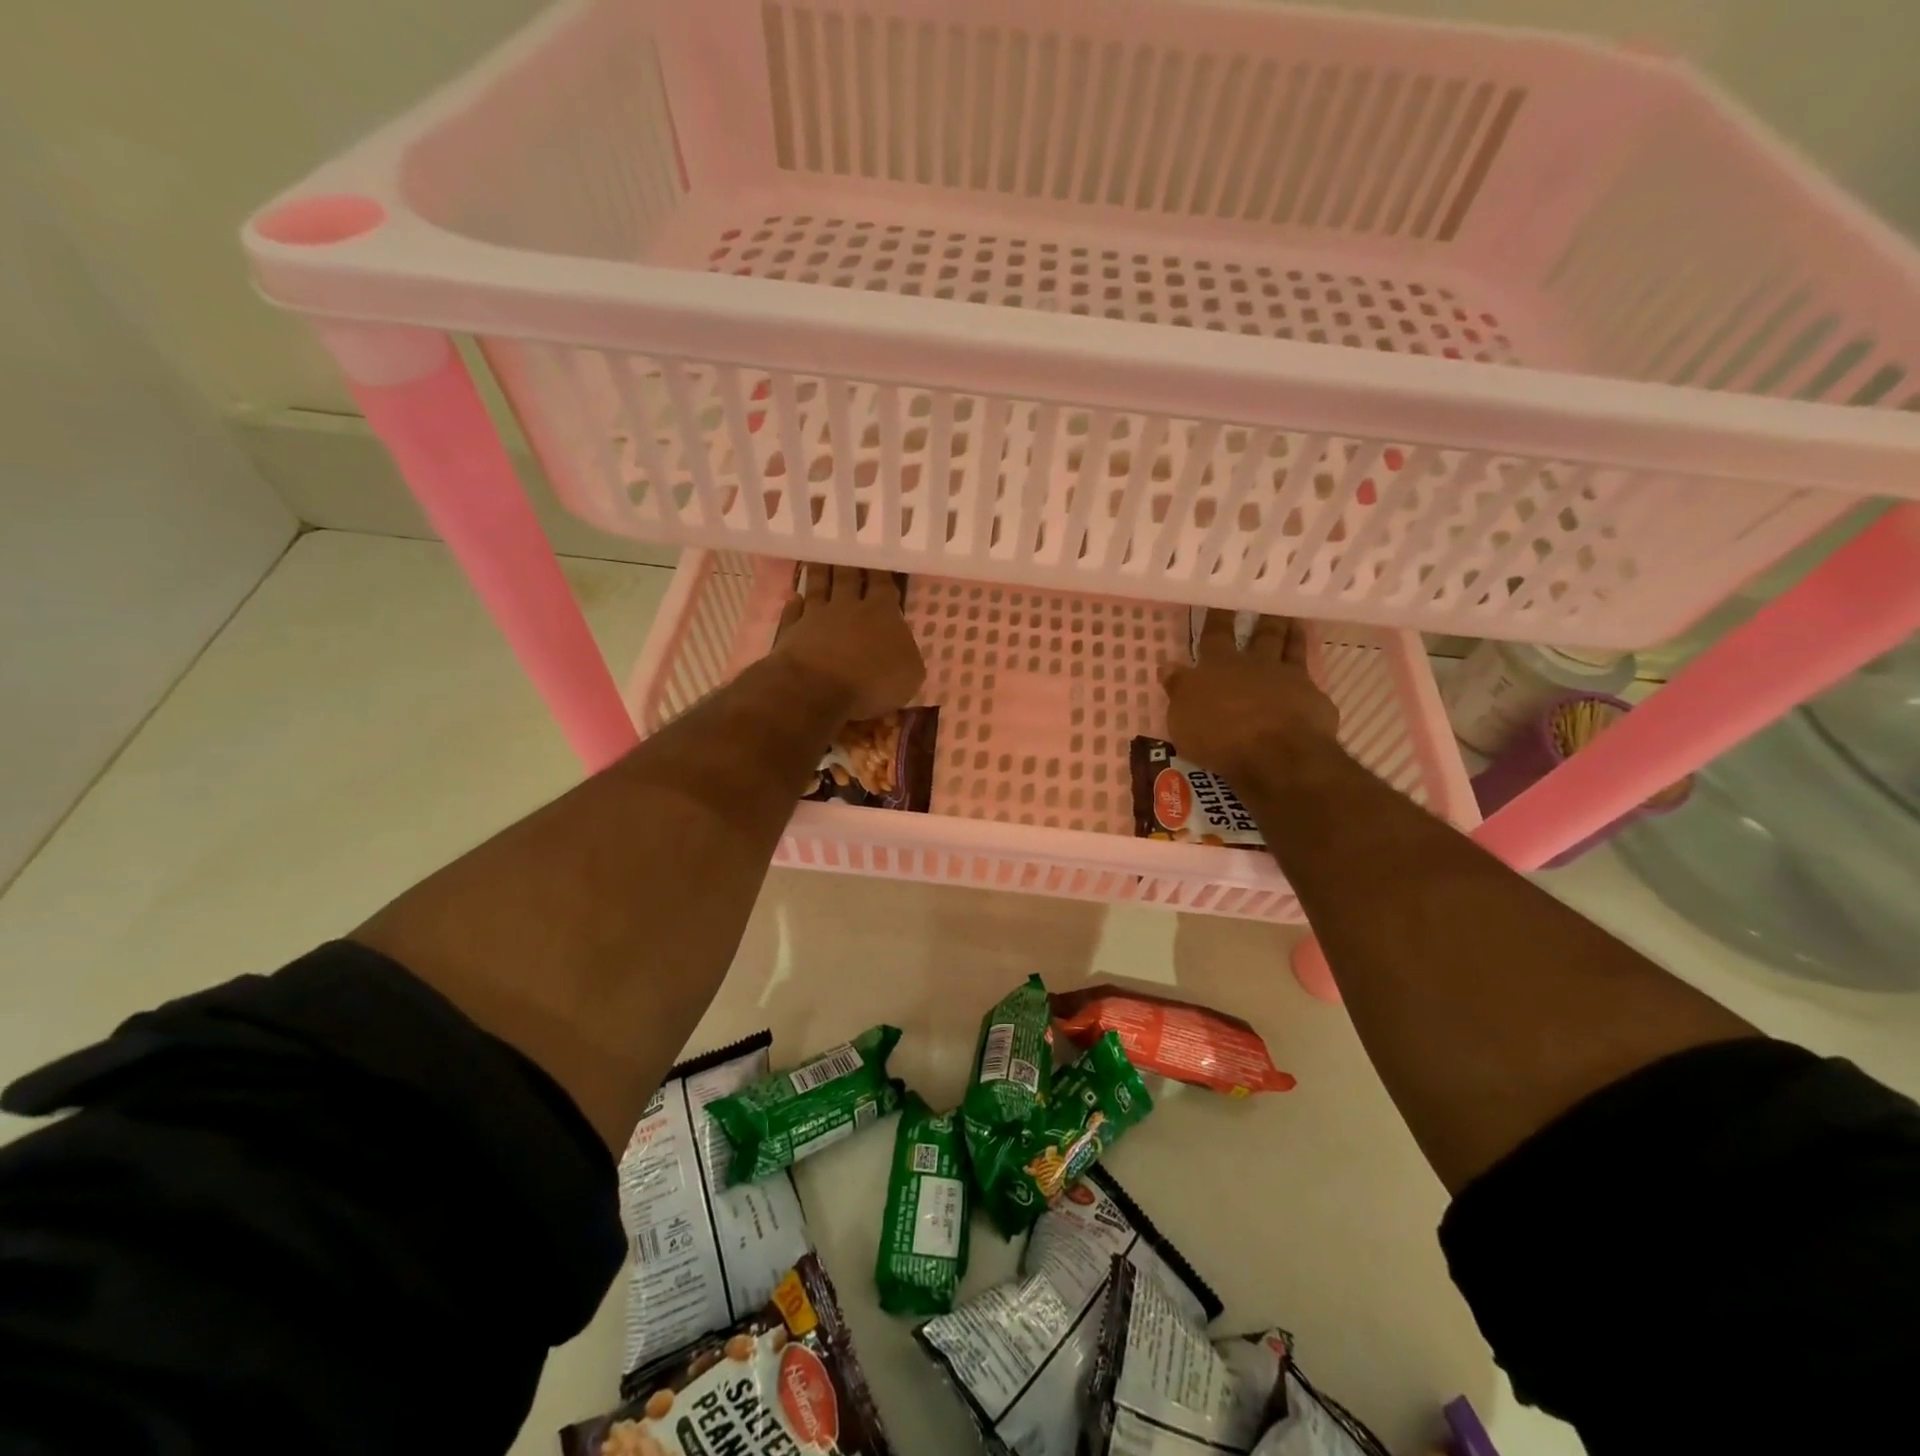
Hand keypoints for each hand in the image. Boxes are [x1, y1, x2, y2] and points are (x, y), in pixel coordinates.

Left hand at [771, 564, 925, 721]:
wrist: (818, 691)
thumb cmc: (873, 684)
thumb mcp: (910, 675)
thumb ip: (907, 653)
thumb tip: (901, 645)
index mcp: (882, 613)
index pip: (883, 584)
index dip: (881, 570)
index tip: (878, 554)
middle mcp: (848, 607)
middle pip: (848, 577)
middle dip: (849, 562)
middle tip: (846, 544)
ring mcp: (816, 617)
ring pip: (818, 587)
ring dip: (820, 573)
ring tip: (819, 558)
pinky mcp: (791, 633)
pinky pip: (793, 613)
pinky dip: (794, 604)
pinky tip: (794, 597)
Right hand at [1157, 611, 1340, 782]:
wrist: (1277, 754)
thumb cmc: (1219, 735)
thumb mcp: (1182, 717)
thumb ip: (1179, 689)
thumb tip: (1170, 666)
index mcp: (1219, 666)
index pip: (1215, 634)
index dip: (1217, 618)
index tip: (1221, 600)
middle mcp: (1256, 665)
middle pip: (1261, 636)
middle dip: (1263, 620)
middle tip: (1269, 603)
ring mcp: (1290, 680)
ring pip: (1291, 650)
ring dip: (1292, 636)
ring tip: (1294, 624)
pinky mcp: (1315, 702)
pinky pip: (1312, 686)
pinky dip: (1310, 682)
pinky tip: (1312, 685)